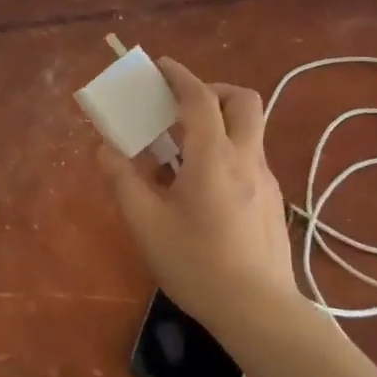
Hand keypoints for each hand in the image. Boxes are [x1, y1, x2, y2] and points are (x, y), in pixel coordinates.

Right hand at [98, 57, 301, 339]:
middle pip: (244, 101)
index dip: (179, 76)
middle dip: (213, 91)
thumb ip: (123, 180)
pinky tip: (202, 190)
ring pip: (249, 131)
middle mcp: (246, 158)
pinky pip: (249, 159)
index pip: (199, 99)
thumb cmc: (197, 265)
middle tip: (182, 108)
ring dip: (219, 124)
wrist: (259, 311)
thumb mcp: (146, 224)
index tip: (161, 65)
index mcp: (214, 157)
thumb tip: (105, 149)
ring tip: (182, 155)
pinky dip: (226, 154)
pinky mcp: (272, 202)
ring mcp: (265, 181)